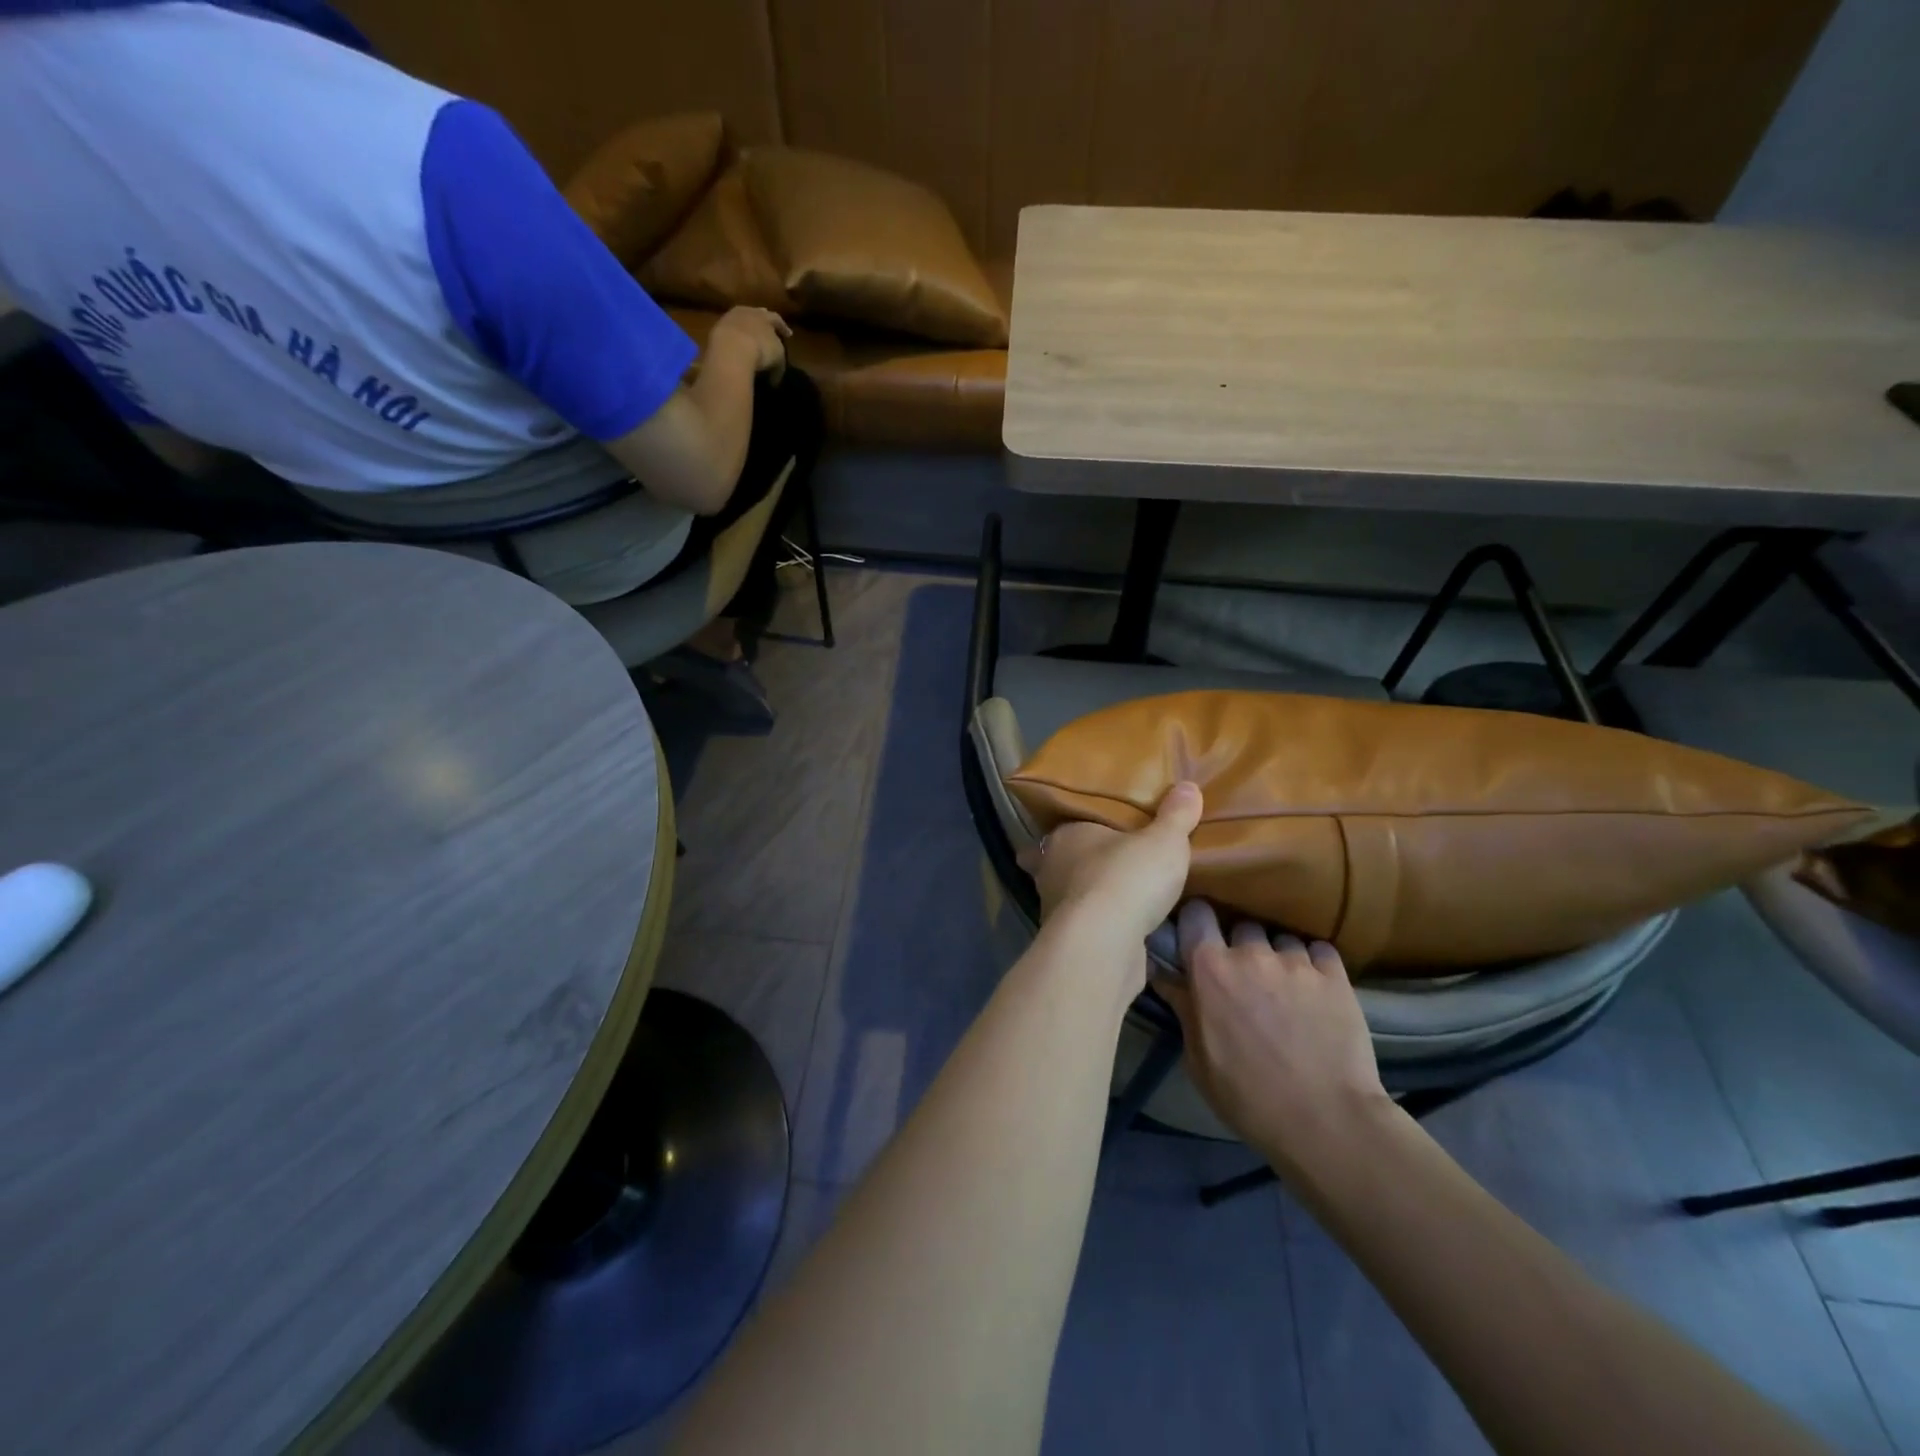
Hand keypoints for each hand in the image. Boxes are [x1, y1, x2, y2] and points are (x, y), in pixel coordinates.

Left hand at [710, 306, 790, 376]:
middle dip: (762, 323)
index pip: (777, 319)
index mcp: (766, 317)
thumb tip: (774, 377)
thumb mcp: (778, 358)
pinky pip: (729, 331)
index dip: (783, 327)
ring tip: (748, 338)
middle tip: (766, 330)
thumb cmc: (761, 350)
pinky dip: (733, 338)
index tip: (788, 334)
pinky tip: (734, 345)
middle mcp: (748, 312)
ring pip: (740, 320)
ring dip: (745, 329)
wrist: (732, 348)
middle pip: (756, 314)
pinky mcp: (717, 328)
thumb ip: (779, 363)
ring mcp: (730, 318)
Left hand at [1017, 782, 1202, 946]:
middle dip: (1088, 862)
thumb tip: (1188, 786)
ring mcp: (1055, 907)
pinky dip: (1100, 926)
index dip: (1090, 826)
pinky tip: (1122, 929)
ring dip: (1093, 896)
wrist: (1103, 944)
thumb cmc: (1127, 878)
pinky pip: (1087, 926)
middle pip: (1069, 860)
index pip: (1074, 823)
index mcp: (1066, 835)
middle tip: (1117, 861)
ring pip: (1074, 894)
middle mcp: (1052, 868)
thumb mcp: (1164, 840)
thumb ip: (1176, 815)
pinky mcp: (1069, 941)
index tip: (1106, 828)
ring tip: (1122, 896)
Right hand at [1158, 902, 1387, 1172]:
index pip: (1196, 914)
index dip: (1196, 923)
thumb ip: (1183, 1008)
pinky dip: (1314, 964)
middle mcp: (1251, 953)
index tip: (1198, 939)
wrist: (1326, 1122)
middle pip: (1242, 926)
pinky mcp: (1335, 975)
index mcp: (1210, 969)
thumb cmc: (1248, 1096)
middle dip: (1241, 946)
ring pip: (1281, 939)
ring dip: (1279, 957)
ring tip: (1286, 988)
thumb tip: (1165, 975)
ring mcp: (1296, 961)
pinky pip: (1319, 951)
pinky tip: (1316, 990)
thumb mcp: (1198, 1059)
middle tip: (1246, 977)